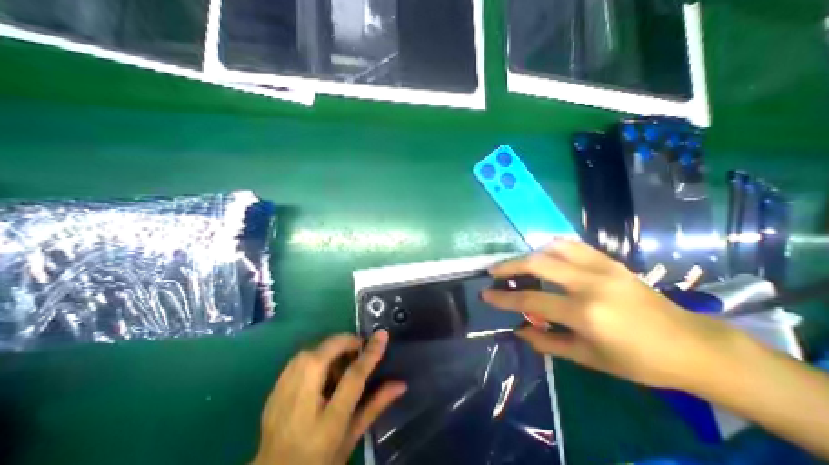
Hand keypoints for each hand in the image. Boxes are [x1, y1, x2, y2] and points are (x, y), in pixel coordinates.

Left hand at [253, 331, 407, 464]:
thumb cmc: (319, 460)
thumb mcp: (352, 436)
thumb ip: (376, 405)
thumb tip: (401, 384)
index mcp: (328, 421)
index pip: (353, 376)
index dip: (370, 353)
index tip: (382, 334)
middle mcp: (302, 401)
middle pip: (326, 353)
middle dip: (347, 342)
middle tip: (359, 350)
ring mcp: (283, 394)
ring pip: (312, 350)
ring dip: (332, 348)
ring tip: (341, 361)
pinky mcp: (274, 389)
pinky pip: (299, 359)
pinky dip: (316, 356)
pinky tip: (321, 370)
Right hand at [479, 242, 744, 390]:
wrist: (691, 344)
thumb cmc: (639, 360)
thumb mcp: (588, 359)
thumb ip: (548, 343)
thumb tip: (519, 330)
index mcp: (585, 313)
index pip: (531, 301)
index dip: (504, 298)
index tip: (486, 295)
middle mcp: (590, 284)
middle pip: (537, 264)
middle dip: (509, 266)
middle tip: (494, 271)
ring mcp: (601, 267)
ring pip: (553, 248)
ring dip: (529, 254)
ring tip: (517, 263)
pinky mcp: (610, 260)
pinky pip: (573, 245)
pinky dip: (551, 246)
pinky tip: (544, 253)